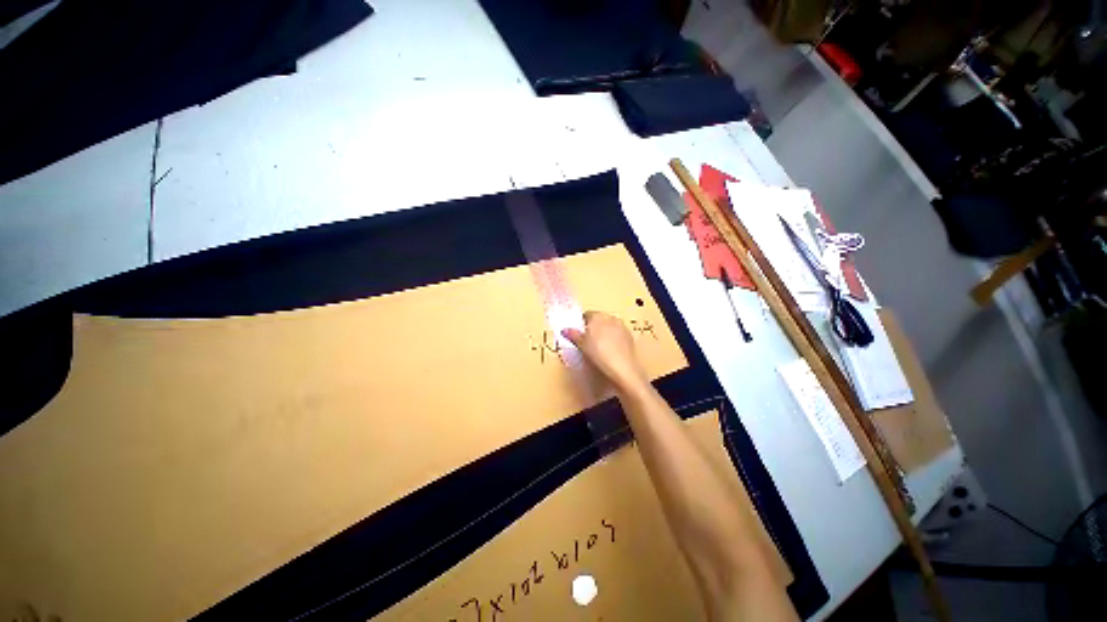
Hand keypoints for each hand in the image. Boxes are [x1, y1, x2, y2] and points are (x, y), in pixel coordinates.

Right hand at [562, 311, 647, 391]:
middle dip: (593, 327)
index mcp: (597, 316)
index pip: (586, 315)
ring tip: (599, 346)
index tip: (579, 334)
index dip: (581, 324)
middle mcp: (610, 317)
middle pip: (599, 319)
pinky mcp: (629, 336)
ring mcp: (621, 326)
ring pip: (609, 326)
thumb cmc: (599, 353)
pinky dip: (613, 339)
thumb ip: (573, 335)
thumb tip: (564, 330)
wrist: (622, 367)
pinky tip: (610, 350)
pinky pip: (618, 334)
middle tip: (588, 341)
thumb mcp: (582, 345)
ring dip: (604, 332)